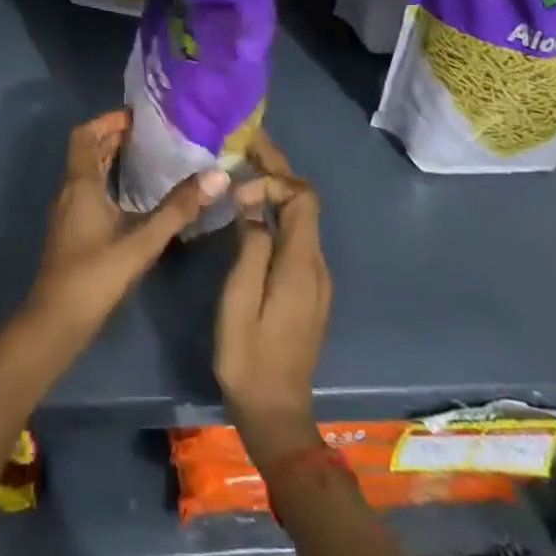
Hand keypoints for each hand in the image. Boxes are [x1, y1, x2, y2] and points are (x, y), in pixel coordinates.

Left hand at [24, 110, 230, 344]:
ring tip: (149, 159)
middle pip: (87, 151)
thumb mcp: (142, 242)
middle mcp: (70, 190)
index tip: (139, 118)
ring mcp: (68, 212)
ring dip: (112, 160)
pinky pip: (88, 191)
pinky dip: (109, 182)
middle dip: (115, 138)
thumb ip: (178, 209)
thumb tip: (216, 175)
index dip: (108, 120)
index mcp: (80, 183)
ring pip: (87, 172)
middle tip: (153, 136)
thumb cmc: (95, 276)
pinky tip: (134, 199)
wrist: (55, 323)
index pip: (85, 134)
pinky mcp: (71, 231)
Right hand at [215, 133, 330, 464]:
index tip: (240, 175)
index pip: (301, 198)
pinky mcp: (307, 288)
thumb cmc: (249, 355)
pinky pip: (296, 234)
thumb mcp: (240, 300)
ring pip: (301, 216)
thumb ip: (250, 245)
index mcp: (301, 263)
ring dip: (277, 187)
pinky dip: (278, 210)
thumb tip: (251, 200)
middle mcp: (316, 264)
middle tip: (247, 143)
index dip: (275, 176)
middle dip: (278, 170)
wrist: (276, 413)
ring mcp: (315, 278)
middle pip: (304, 202)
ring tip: (244, 167)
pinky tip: (253, 208)